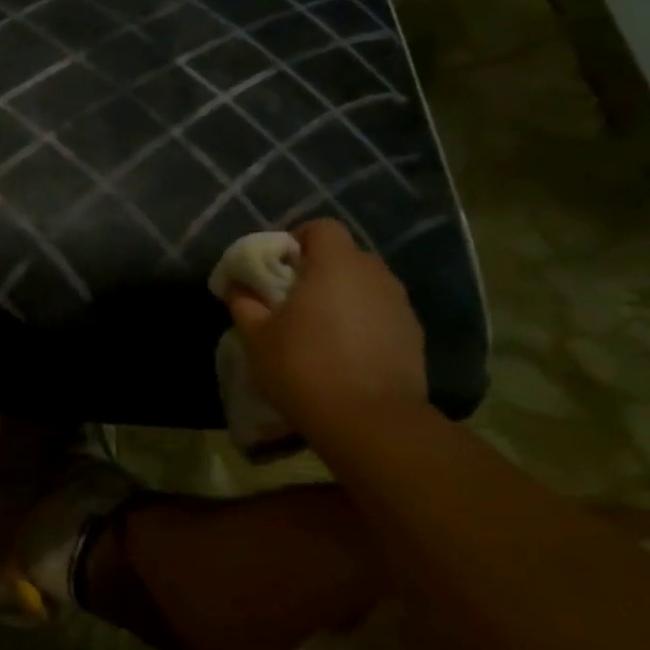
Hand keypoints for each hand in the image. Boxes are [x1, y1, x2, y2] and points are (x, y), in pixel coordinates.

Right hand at [225, 218, 428, 443]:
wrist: (371, 421)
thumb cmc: (304, 368)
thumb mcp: (257, 337)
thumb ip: (244, 303)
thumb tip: (235, 285)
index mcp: (335, 264)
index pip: (321, 227)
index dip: (297, 240)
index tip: (278, 269)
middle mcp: (374, 274)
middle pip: (345, 255)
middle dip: (319, 270)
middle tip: (293, 300)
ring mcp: (400, 304)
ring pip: (366, 285)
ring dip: (344, 296)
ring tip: (321, 329)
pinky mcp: (414, 335)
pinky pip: (382, 313)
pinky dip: (364, 321)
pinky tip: (347, 352)